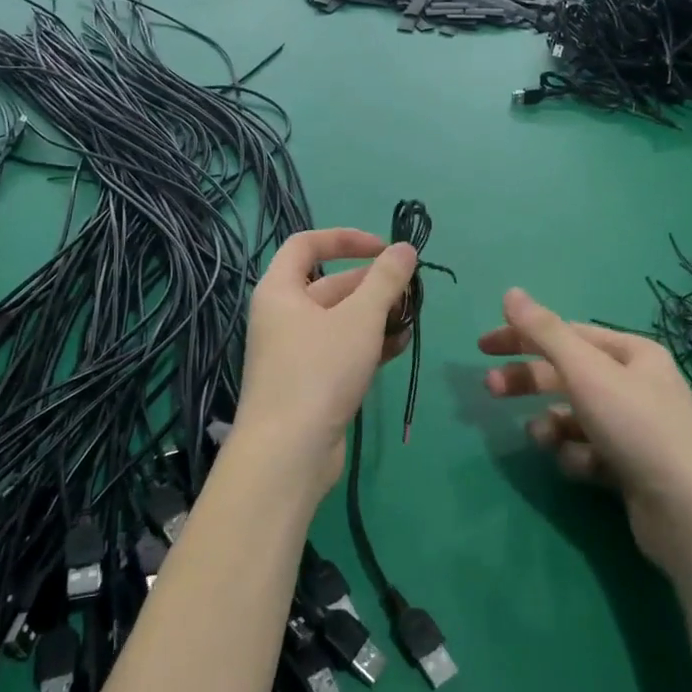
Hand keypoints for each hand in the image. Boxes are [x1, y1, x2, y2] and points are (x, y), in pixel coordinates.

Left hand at [234, 229, 418, 497]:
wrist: (288, 453)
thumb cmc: (319, 371)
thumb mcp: (359, 319)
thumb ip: (385, 280)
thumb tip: (405, 248)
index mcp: (280, 290)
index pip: (307, 244)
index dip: (345, 238)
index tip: (384, 249)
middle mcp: (282, 315)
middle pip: (331, 284)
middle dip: (373, 285)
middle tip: (411, 291)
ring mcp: (295, 351)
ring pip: (341, 320)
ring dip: (376, 316)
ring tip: (412, 321)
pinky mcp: (310, 382)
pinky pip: (341, 349)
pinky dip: (369, 344)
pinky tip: (399, 346)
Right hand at [481, 288, 691, 574]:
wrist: (691, 515)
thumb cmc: (636, 427)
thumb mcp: (586, 372)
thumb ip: (544, 332)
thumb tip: (510, 292)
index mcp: (632, 352)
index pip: (566, 334)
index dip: (523, 336)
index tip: (483, 348)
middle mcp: (636, 384)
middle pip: (567, 373)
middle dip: (529, 381)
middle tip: (491, 389)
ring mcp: (635, 428)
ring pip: (574, 416)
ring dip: (553, 426)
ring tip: (547, 441)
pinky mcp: (631, 467)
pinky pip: (589, 451)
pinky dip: (579, 457)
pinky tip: (588, 468)